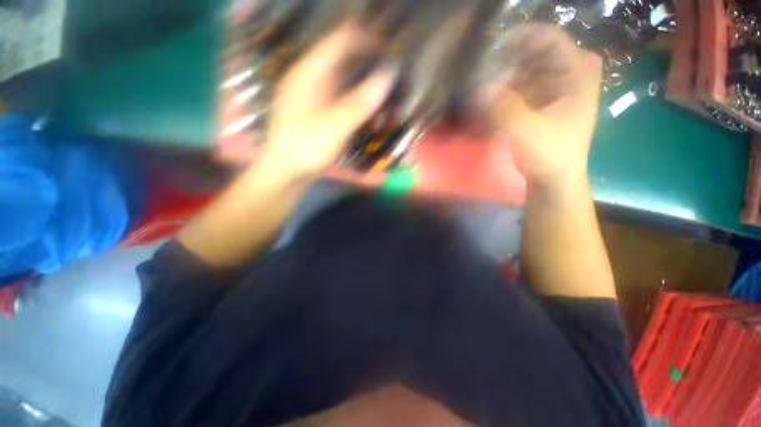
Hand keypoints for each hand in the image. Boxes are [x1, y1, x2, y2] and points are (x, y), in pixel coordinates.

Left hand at [262, 24, 397, 179]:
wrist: (287, 173)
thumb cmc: (305, 149)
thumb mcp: (335, 126)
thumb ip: (360, 102)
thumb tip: (388, 74)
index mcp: (310, 74)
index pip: (342, 41)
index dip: (368, 43)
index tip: (391, 56)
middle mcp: (314, 79)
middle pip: (349, 66)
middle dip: (374, 80)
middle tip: (393, 96)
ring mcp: (319, 97)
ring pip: (351, 87)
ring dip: (371, 100)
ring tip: (384, 120)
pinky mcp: (324, 112)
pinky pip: (347, 103)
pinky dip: (362, 111)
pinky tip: (372, 126)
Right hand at [479, 24, 601, 191]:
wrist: (554, 178)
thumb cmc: (550, 155)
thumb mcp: (529, 132)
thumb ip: (505, 108)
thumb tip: (479, 88)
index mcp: (578, 74)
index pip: (550, 39)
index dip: (521, 37)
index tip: (491, 49)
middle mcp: (568, 73)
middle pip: (534, 52)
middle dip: (506, 59)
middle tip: (481, 72)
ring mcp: (553, 87)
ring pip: (524, 68)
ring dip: (501, 75)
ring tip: (480, 86)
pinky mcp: (540, 101)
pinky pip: (519, 85)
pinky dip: (502, 89)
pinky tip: (487, 98)